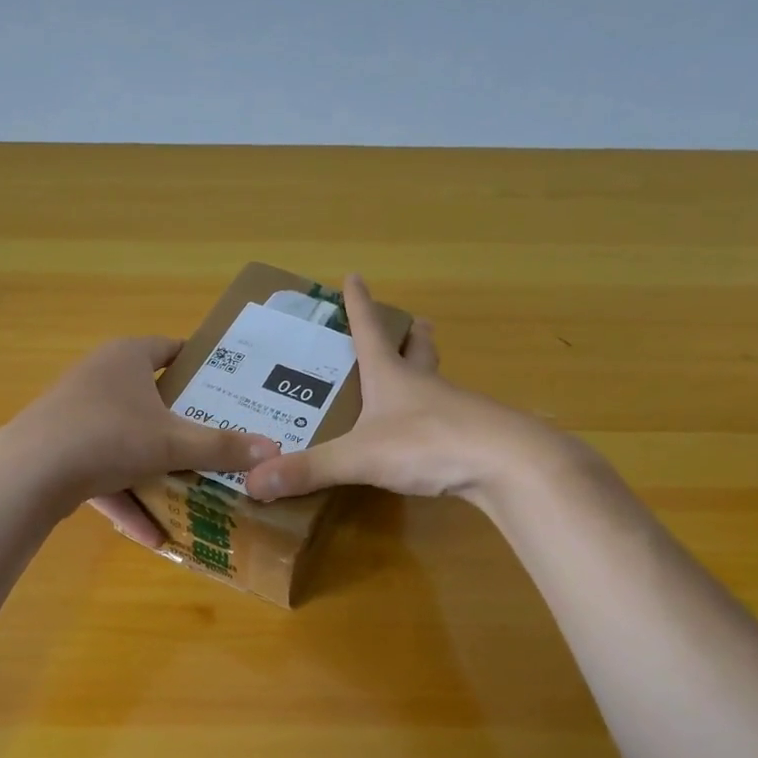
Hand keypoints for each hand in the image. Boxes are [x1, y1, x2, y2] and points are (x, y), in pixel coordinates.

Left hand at [3, 335, 279, 547]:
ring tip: (193, 492)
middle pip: (151, 399)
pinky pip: (105, 473)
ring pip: (128, 441)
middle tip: (220, 441)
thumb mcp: (172, 443)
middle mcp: (100, 378)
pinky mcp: (62, 452)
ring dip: (156, 471)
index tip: (230, 388)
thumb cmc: (108, 437)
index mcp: (127, 358)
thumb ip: (221, 447)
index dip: (201, 365)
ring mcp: (77, 416)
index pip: (172, 349)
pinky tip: (154, 537)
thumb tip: (274, 450)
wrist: (29, 474)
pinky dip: (128, 500)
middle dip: (183, 425)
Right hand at [243, 275, 550, 503]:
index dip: (358, 304)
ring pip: (436, 381)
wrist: (505, 463)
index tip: (353, 276)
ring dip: (425, 372)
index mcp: (391, 375)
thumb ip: (309, 469)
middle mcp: (422, 384)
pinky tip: (427, 433)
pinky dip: (435, 416)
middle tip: (410, 322)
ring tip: (414, 377)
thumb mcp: (359, 456)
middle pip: (417, 348)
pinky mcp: (470, 435)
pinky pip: (447, 418)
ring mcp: (452, 408)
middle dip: (410, 334)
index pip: (370, 329)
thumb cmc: (427, 442)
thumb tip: (252, 481)